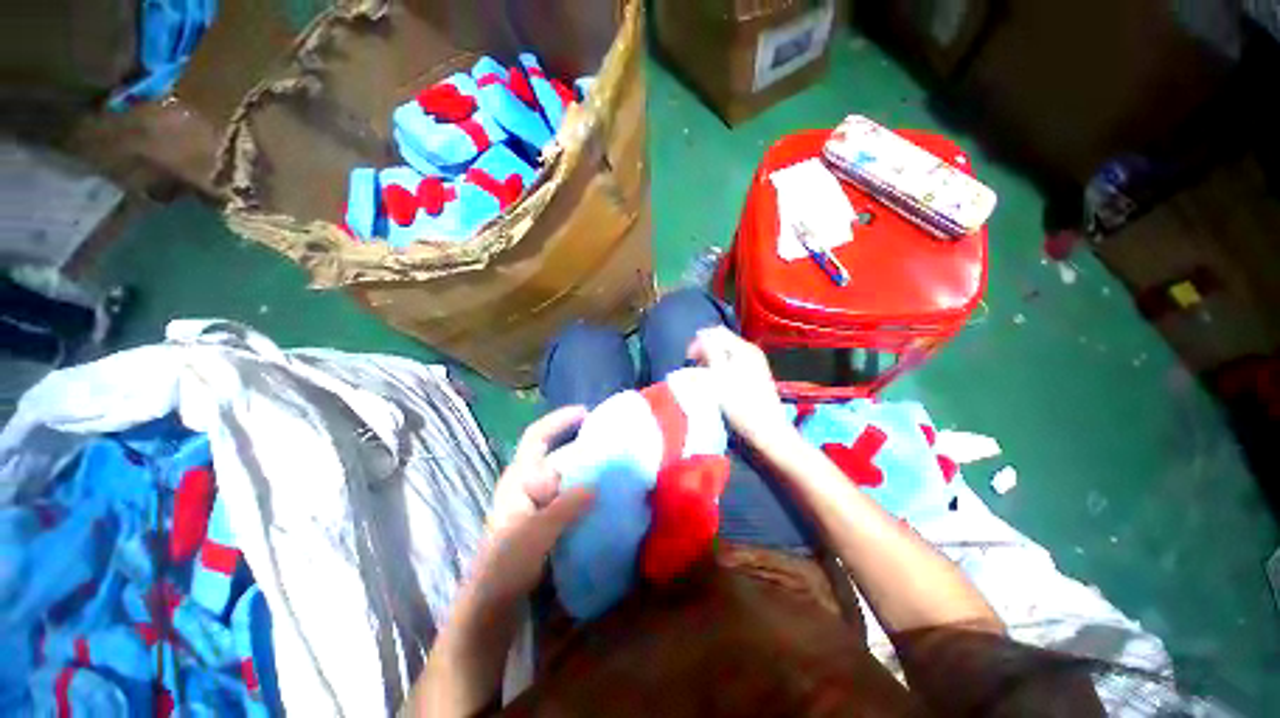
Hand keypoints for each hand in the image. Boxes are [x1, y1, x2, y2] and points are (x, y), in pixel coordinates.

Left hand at [469, 406, 594, 604]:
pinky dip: (586, 492)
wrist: (492, 608)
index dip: (559, 421)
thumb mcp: (533, 534)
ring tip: (613, 468)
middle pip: (557, 454)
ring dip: (587, 469)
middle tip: (611, 443)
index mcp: (519, 479)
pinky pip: (571, 496)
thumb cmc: (504, 567)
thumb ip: (564, 508)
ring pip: (566, 476)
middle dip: (582, 445)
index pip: (537, 437)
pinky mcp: (547, 521)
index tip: (587, 413)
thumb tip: (595, 485)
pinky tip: (604, 498)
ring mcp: (538, 504)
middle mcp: (528, 485)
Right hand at [687, 327, 793, 446]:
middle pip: (721, 341)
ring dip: (711, 360)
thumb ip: (710, 352)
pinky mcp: (754, 374)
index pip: (715, 332)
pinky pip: (732, 362)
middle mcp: (750, 351)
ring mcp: (754, 362)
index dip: (698, 342)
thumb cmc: (741, 404)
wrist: (766, 429)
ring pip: (725, 352)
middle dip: (704, 351)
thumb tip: (702, 334)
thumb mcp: (720, 377)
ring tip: (703, 376)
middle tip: (694, 368)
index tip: (689, 359)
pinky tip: (716, 381)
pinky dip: (720, 367)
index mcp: (743, 348)